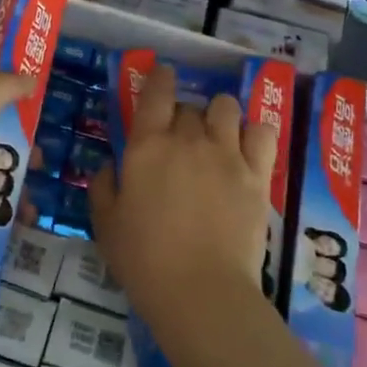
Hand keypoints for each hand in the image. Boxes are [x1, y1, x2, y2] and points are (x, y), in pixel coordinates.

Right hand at [89, 64, 279, 327]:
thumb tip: (111, 165)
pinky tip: (247, 147)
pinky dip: (254, 132)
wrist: (200, 292)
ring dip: (218, 115)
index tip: (163, 75)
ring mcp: (227, 154)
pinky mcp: (257, 174)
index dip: (160, 77)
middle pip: (190, 106)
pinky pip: (262, 132)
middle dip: (183, 116)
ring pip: (226, 107)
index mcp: (148, 145)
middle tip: (180, 141)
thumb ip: (104, 186)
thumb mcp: (105, 223)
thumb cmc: (144, 259)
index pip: (156, 92)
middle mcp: (188, 138)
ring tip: (216, 135)